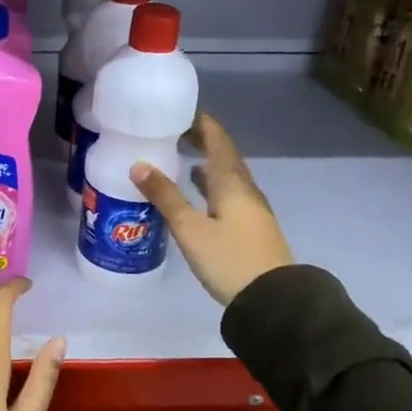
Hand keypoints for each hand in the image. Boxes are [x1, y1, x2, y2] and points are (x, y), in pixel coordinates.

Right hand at [130, 113, 293, 306]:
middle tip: (177, 132)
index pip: (218, 141)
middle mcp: (245, 190)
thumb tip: (138, 165)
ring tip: (185, 159)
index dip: (202, 124)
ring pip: (228, 177)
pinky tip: (200, 195)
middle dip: (204, 141)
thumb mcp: (190, 228)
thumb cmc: (229, 259)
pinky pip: (229, 195)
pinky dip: (212, 186)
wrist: (273, 299)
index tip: (182, 111)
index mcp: (232, 183)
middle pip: (225, 156)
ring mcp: (252, 210)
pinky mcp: (251, 228)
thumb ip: (165, 196)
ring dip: (209, 164)